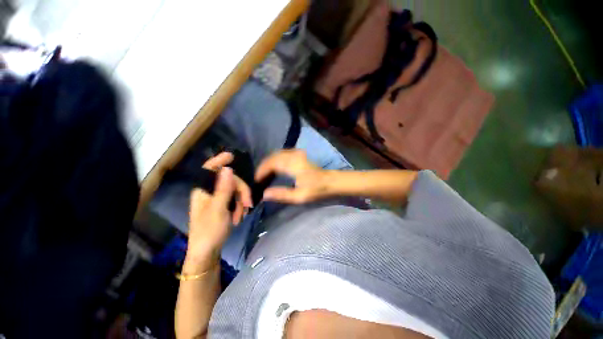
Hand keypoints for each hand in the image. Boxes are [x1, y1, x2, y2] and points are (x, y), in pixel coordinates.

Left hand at [202, 152, 252, 224]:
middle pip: (225, 181)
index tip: (232, 155)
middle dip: (239, 190)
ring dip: (239, 202)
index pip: (208, 169)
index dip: (219, 160)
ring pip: (230, 193)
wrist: (205, 253)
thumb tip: (228, 168)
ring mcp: (212, 203)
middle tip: (248, 204)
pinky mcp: (217, 212)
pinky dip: (236, 209)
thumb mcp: (218, 209)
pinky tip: (238, 218)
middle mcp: (206, 193)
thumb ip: (224, 188)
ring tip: (240, 216)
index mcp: (202, 190)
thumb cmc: (209, 230)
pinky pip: (230, 203)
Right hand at [255, 149, 328, 203]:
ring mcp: (296, 153)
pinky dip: (275, 160)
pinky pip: (281, 154)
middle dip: (263, 167)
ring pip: (276, 155)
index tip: (255, 181)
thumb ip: (281, 194)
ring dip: (268, 163)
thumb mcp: (299, 196)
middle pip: (272, 157)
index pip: (270, 164)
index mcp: (291, 163)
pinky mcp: (298, 154)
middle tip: (257, 178)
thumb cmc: (316, 189)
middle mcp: (292, 155)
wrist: (331, 182)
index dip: (261, 171)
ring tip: (263, 174)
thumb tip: (264, 194)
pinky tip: (273, 169)